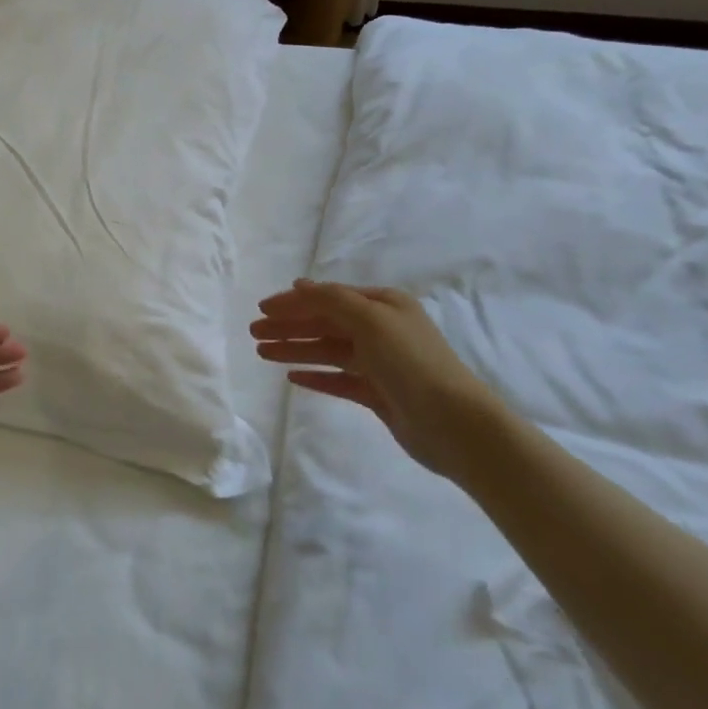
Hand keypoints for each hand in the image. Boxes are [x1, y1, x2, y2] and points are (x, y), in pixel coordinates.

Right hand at [251, 279, 491, 481]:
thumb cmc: (411, 362)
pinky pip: (338, 379)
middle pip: (325, 323)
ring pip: (328, 351)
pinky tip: (292, 378)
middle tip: (254, 332)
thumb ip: (331, 300)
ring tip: (262, 353)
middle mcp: (381, 329)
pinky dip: (316, 376)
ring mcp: (380, 363)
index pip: (329, 297)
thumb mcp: (370, 320)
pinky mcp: (378, 393)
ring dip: (296, 349)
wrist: (453, 423)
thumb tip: (299, 285)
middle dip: (289, 326)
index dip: (294, 302)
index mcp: (384, 305)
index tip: (261, 308)